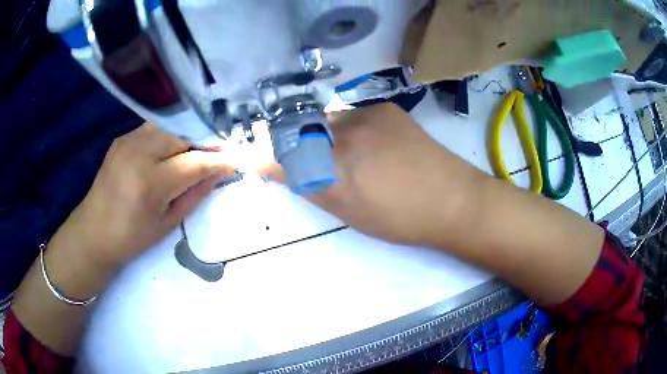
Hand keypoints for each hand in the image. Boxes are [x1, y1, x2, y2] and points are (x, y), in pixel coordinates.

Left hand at [52, 124, 233, 269]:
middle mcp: (138, 152)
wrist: (93, 232)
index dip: (218, 160)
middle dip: (205, 142)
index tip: (236, 160)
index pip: (194, 162)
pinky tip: (174, 149)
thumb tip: (218, 174)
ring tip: (198, 150)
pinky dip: (170, 136)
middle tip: (219, 154)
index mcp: (149, 183)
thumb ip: (194, 195)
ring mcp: (128, 141)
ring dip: (188, 136)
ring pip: (170, 126)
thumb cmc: (130, 238)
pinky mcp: (122, 138)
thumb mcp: (167, 224)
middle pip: (183, 135)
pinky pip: (155, 129)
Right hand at [265, 103, 481, 246]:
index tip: (251, 155)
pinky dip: (349, 128)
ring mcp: (368, 114)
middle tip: (312, 161)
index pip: (284, 155)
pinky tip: (371, 145)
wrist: (453, 199)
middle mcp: (347, 133)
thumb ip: (312, 185)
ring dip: (325, 135)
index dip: (264, 154)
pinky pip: (352, 114)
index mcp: (337, 169)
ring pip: (328, 120)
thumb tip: (282, 167)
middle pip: (302, 130)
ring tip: (351, 156)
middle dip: (297, 143)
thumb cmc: (401, 219)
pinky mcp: (386, 108)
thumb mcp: (350, 212)